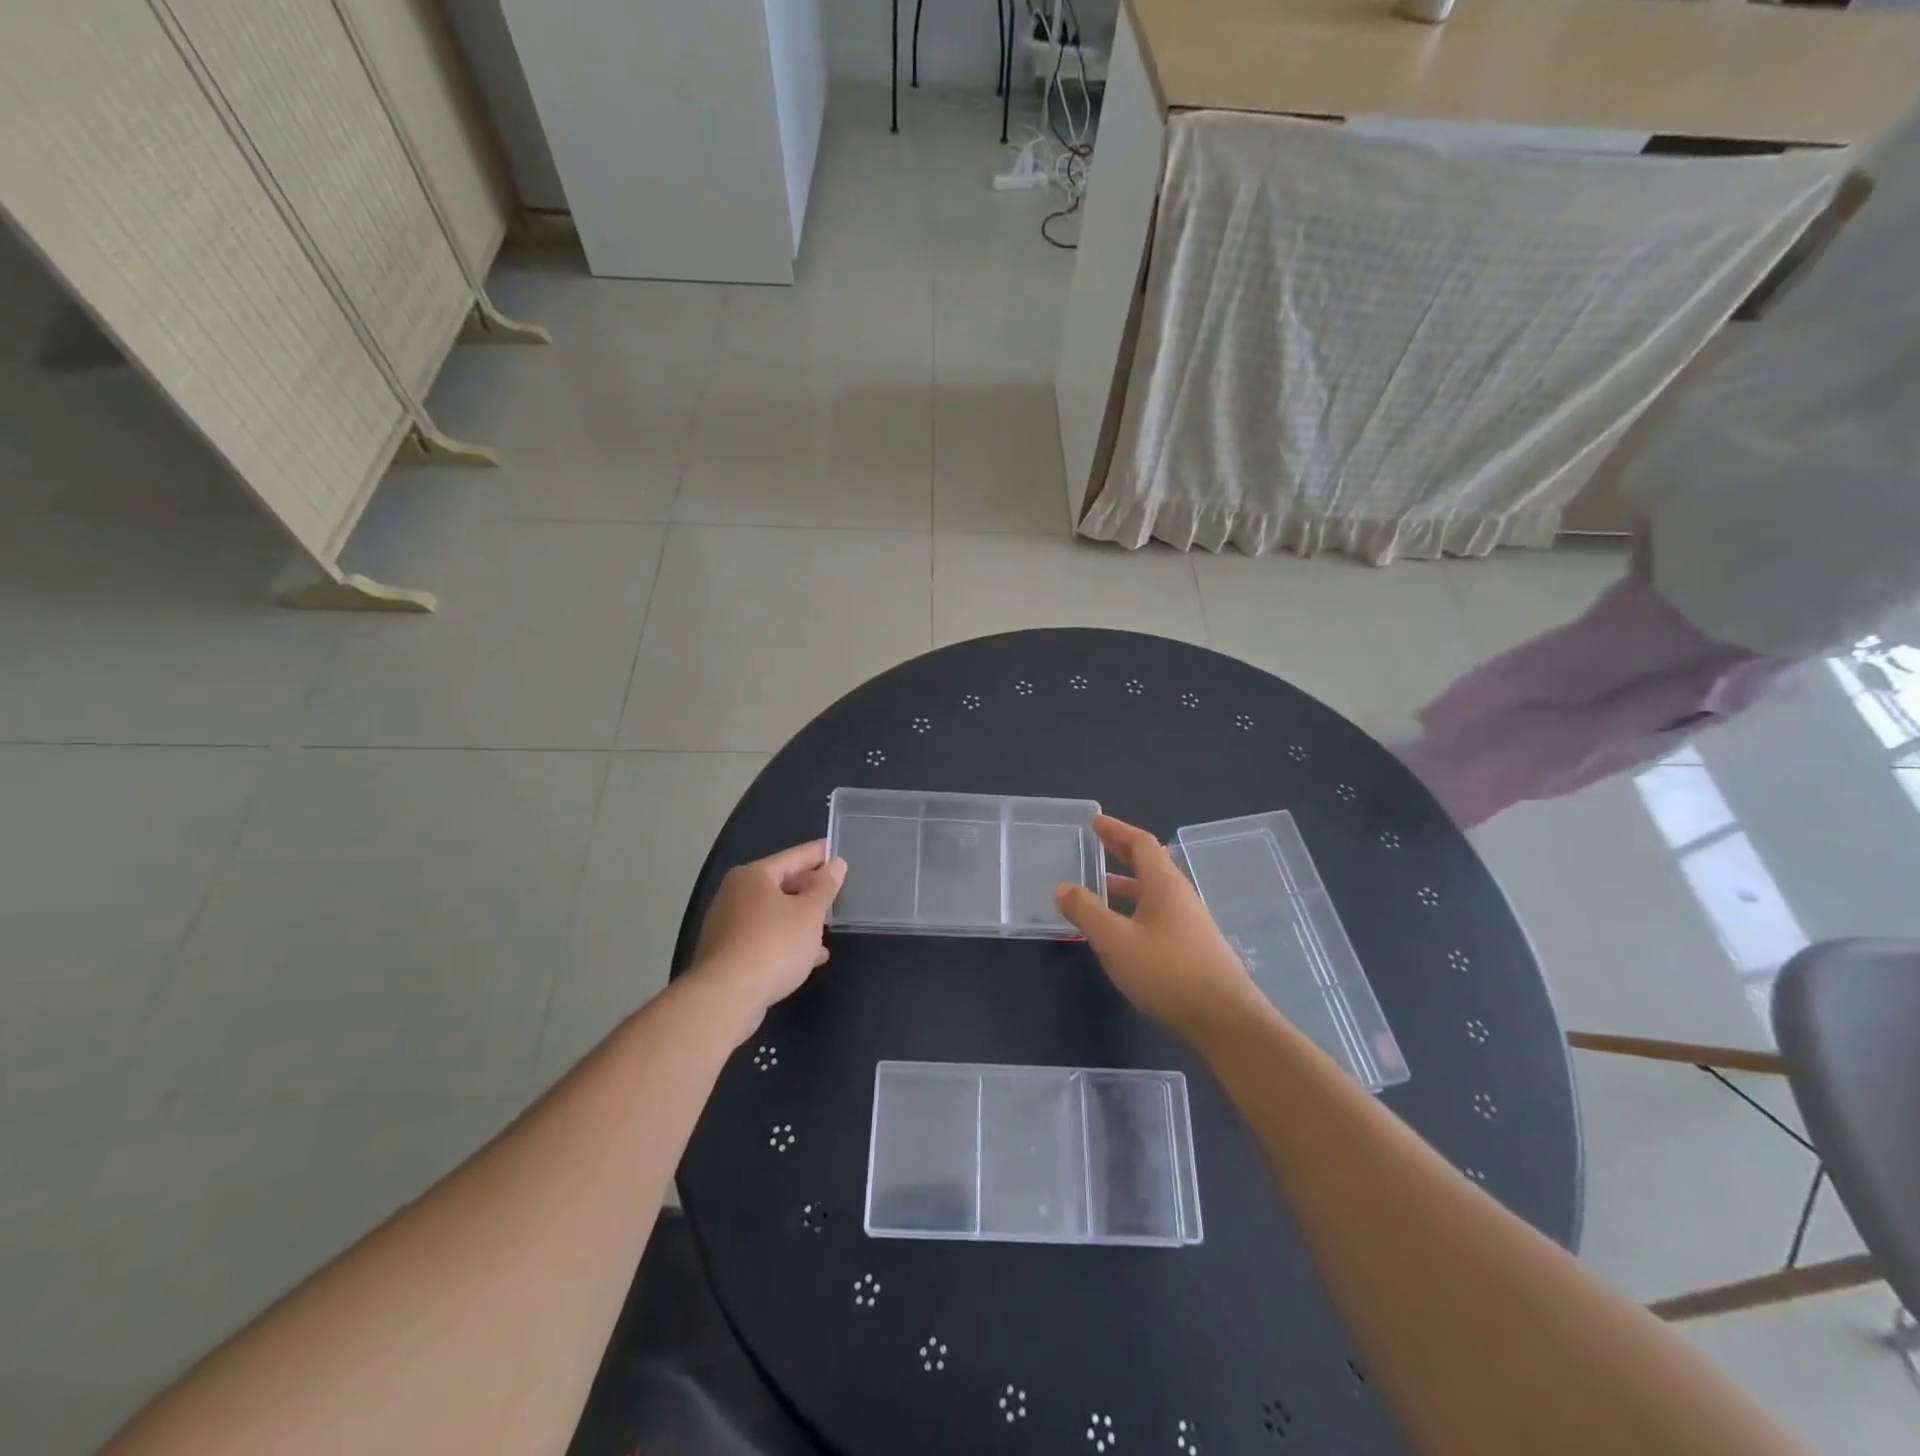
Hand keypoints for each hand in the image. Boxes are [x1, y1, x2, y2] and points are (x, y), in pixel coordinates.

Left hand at [689, 840, 845, 1032]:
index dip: (819, 854)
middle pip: (781, 885)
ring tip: (827, 930)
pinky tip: (808, 958)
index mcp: (753, 876)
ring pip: (773, 915)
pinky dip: (786, 943)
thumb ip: (824, 887)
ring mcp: (728, 926)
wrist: (726, 998)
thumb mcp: (809, 913)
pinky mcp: (727, 955)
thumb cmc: (773, 944)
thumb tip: (835, 865)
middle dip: (810, 892)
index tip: (838, 851)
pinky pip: (765, 940)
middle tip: (837, 893)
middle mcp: (735, 895)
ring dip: (800, 921)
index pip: (794, 857)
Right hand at [1055, 815, 1261, 1041]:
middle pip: (1150, 865)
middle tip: (1095, 846)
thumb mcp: (1116, 940)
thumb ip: (1086, 912)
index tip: (1095, 823)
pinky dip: (1134, 911)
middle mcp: (1181, 897)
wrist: (1225, 1020)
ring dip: (1126, 886)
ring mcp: (1190, 924)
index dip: (1117, 830)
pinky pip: (1158, 916)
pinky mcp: (1193, 949)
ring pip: (1153, 894)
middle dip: (1121, 853)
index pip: (1142, 844)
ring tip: (1098, 890)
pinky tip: (1120, 932)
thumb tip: (1063, 888)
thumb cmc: (1168, 972)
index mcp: (1165, 885)